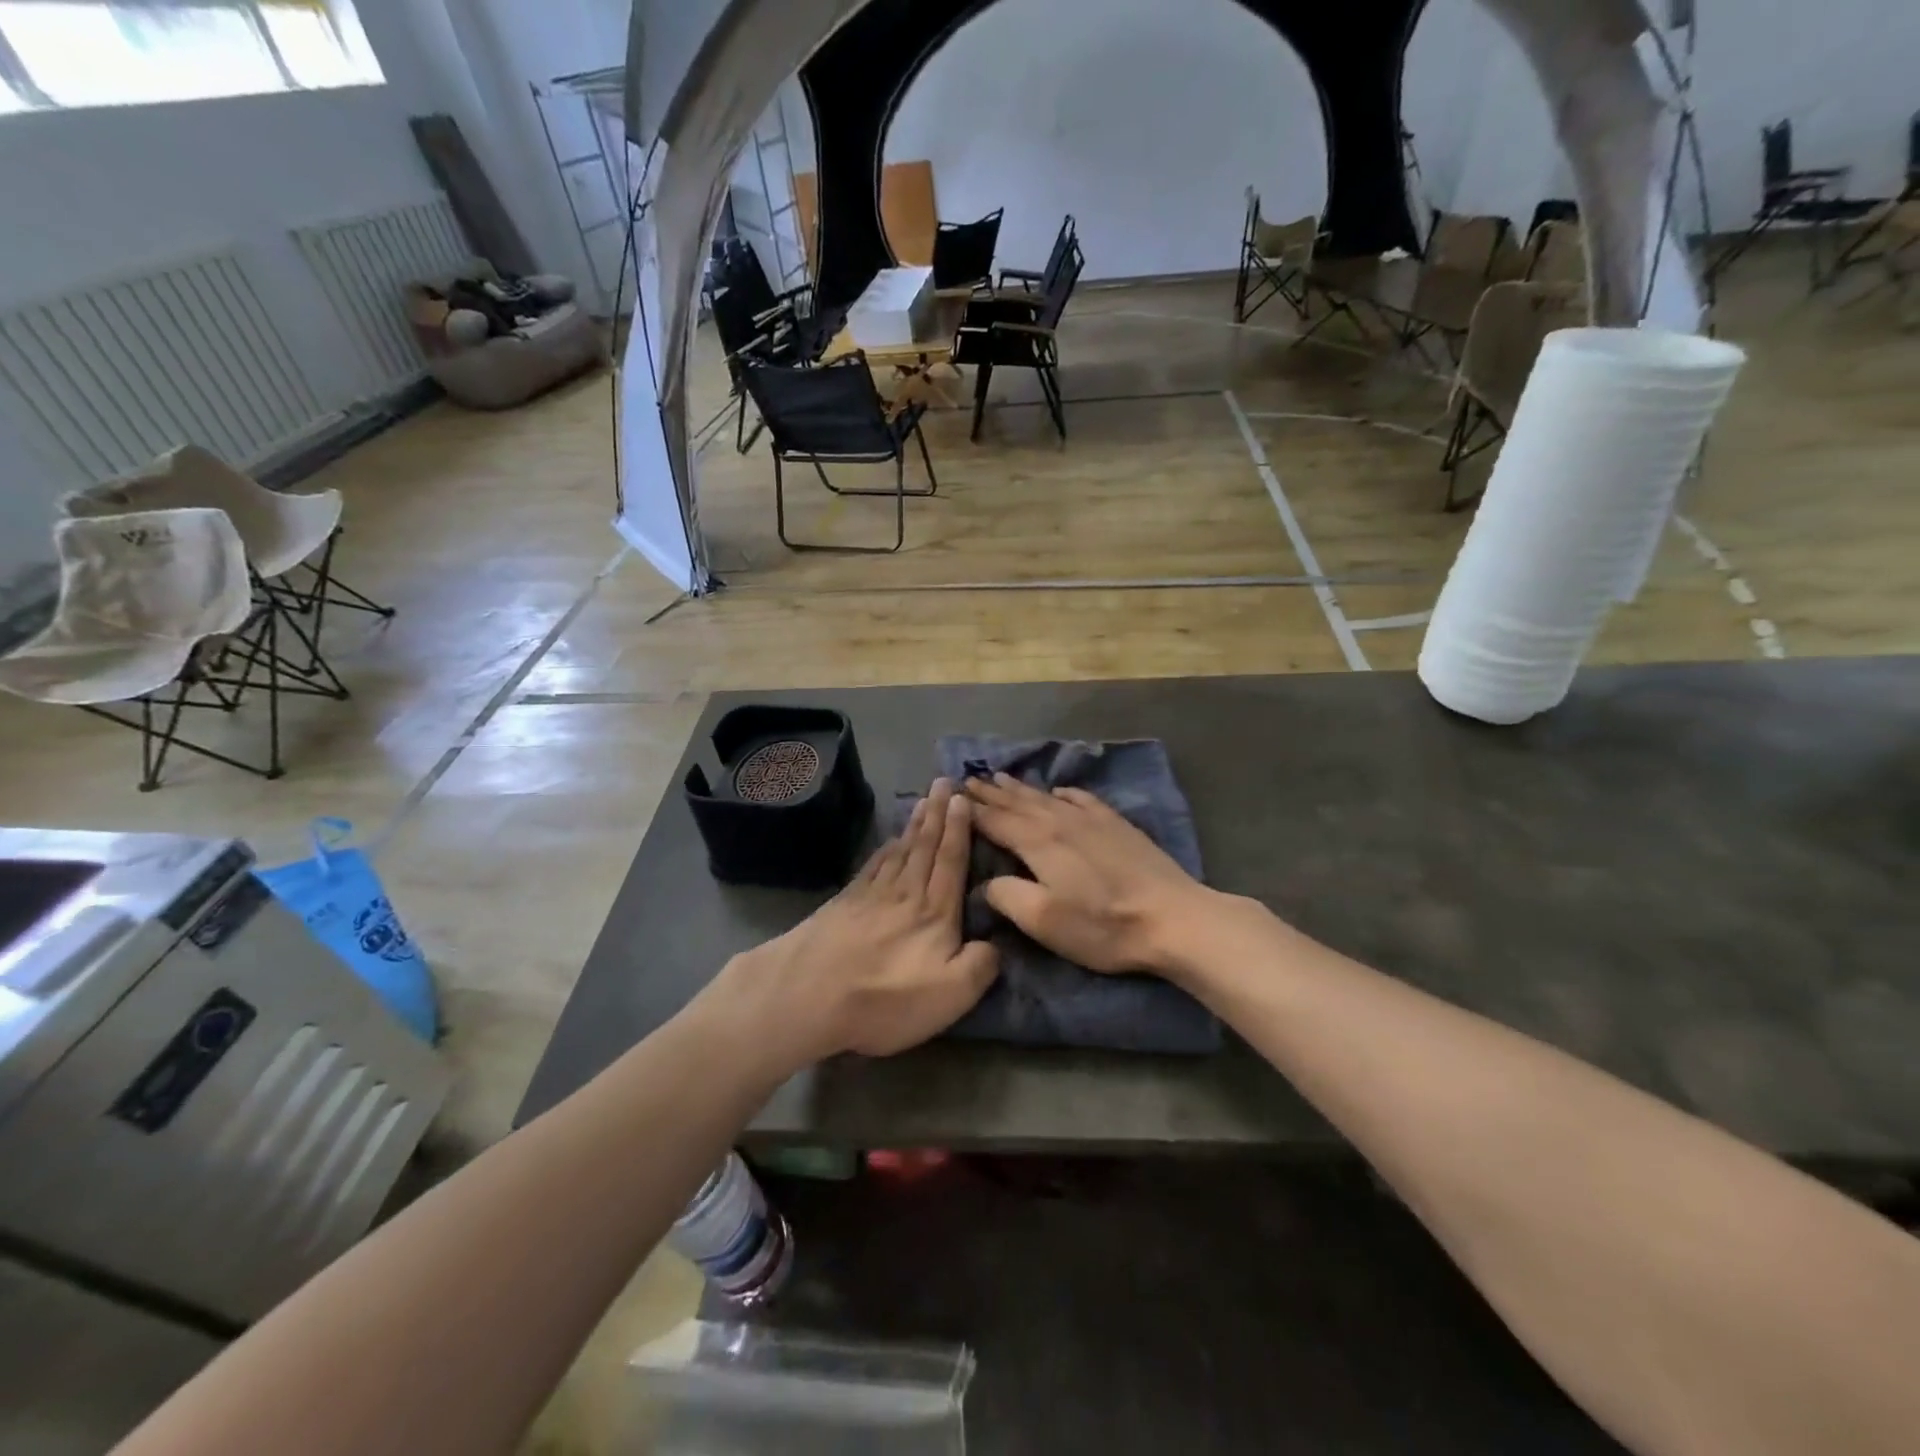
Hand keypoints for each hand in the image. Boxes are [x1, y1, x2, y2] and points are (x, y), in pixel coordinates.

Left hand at [707, 779, 999, 1065]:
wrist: (811, 994)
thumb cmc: (888, 997)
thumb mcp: (952, 993)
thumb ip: (981, 964)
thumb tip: (995, 943)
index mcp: (936, 912)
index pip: (952, 860)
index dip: (959, 829)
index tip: (963, 798)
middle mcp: (906, 893)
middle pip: (925, 846)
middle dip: (938, 813)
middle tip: (945, 782)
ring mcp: (871, 896)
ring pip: (899, 851)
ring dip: (914, 825)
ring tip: (923, 802)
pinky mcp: (844, 904)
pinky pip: (872, 867)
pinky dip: (883, 850)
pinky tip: (887, 842)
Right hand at [963, 773, 1213, 974]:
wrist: (1172, 918)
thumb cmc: (1102, 925)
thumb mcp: (1044, 921)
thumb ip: (1008, 896)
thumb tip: (987, 882)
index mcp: (1038, 843)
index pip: (995, 821)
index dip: (971, 810)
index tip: (952, 796)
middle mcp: (1060, 821)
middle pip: (1017, 802)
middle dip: (991, 792)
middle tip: (968, 778)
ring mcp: (1092, 820)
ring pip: (1046, 797)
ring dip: (1020, 787)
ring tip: (1000, 776)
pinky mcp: (1117, 825)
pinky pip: (1082, 799)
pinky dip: (1064, 793)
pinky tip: (1059, 791)